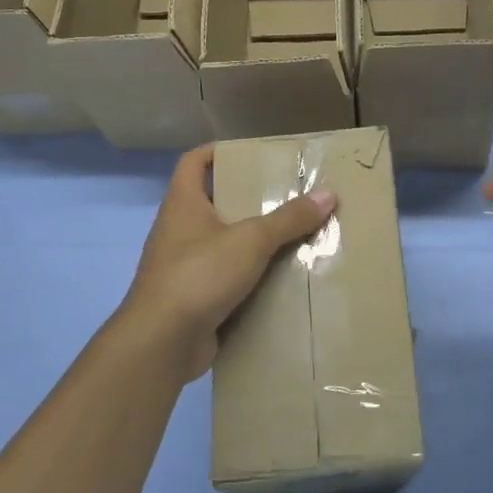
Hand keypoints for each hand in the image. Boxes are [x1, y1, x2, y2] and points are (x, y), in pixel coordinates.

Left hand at [123, 145, 336, 380]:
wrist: (162, 342)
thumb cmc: (200, 274)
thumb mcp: (251, 240)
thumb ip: (289, 218)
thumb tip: (329, 194)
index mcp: (183, 204)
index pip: (194, 162)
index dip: (218, 151)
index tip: (251, 154)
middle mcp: (178, 230)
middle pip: (214, 202)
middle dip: (248, 199)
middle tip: (287, 196)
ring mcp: (183, 266)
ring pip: (222, 243)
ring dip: (252, 241)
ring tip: (292, 236)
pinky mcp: (193, 298)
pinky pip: (225, 279)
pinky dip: (249, 277)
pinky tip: (279, 279)